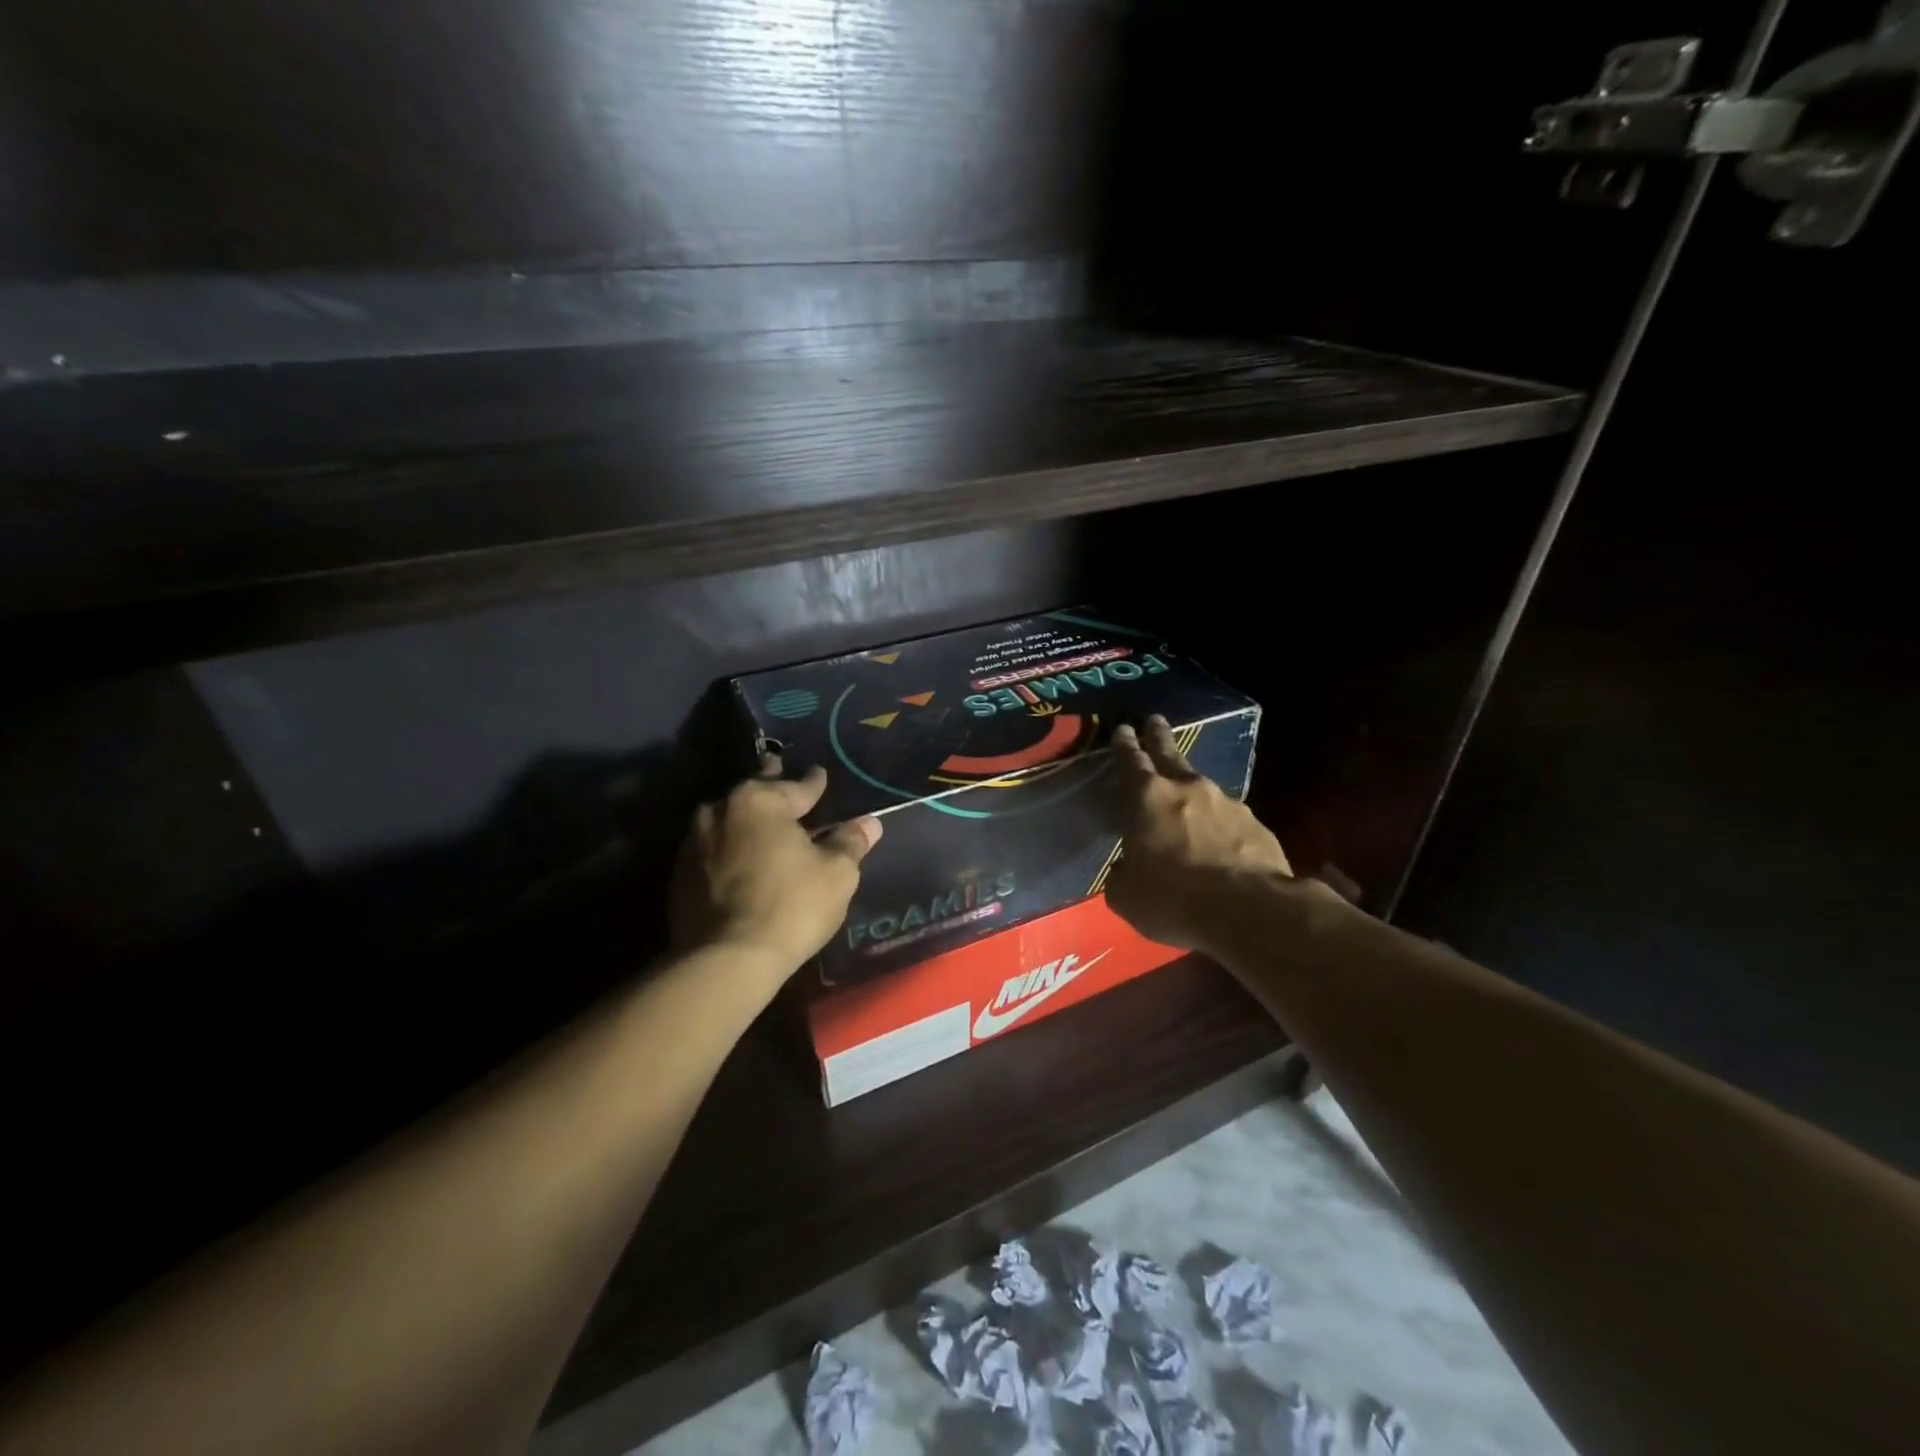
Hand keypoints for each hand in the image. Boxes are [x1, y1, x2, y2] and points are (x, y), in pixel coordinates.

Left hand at [669, 756, 881, 984]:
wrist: (725, 961)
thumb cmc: (790, 906)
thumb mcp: (836, 873)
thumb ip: (850, 842)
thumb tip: (869, 823)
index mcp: (759, 801)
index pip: (795, 785)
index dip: (813, 783)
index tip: (820, 775)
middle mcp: (720, 811)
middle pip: (755, 795)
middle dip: (771, 788)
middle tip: (780, 773)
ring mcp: (693, 844)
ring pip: (729, 821)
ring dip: (748, 821)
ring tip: (764, 824)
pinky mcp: (678, 876)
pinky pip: (714, 850)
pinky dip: (731, 850)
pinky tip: (743, 860)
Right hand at [1105, 716, 1297, 953]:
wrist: (1250, 911)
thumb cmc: (1174, 898)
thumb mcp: (1126, 895)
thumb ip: (1123, 873)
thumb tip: (1128, 868)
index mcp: (1147, 798)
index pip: (1131, 761)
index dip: (1125, 745)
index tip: (1123, 729)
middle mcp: (1188, 789)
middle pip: (1170, 754)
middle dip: (1159, 736)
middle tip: (1156, 720)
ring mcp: (1228, 804)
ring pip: (1203, 789)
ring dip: (1193, 791)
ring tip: (1189, 802)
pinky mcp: (1257, 826)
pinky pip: (1230, 820)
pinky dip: (1221, 826)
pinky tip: (1221, 844)